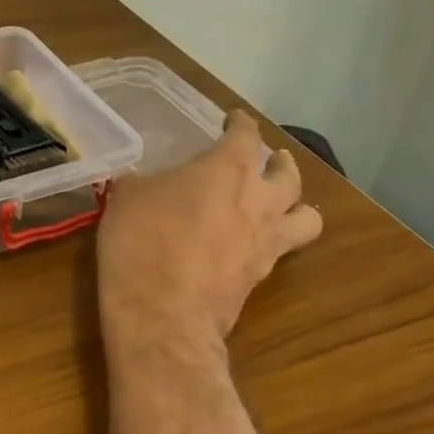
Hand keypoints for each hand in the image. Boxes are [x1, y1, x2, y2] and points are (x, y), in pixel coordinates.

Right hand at [98, 111, 322, 349]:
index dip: (240, 123)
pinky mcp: (261, 277)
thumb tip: (140, 182)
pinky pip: (281, 251)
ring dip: (297, 205)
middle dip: (279, 163)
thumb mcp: (126, 199)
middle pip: (289, 173)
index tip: (233, 119)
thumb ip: (141, 183)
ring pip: (307, 216)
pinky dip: (273, 242)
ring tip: (282, 204)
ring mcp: (266, 242)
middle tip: (269, 160)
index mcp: (226, 170)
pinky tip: (254, 244)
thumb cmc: (143, 242)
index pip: (245, 135)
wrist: (162, 314)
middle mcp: (258, 200)